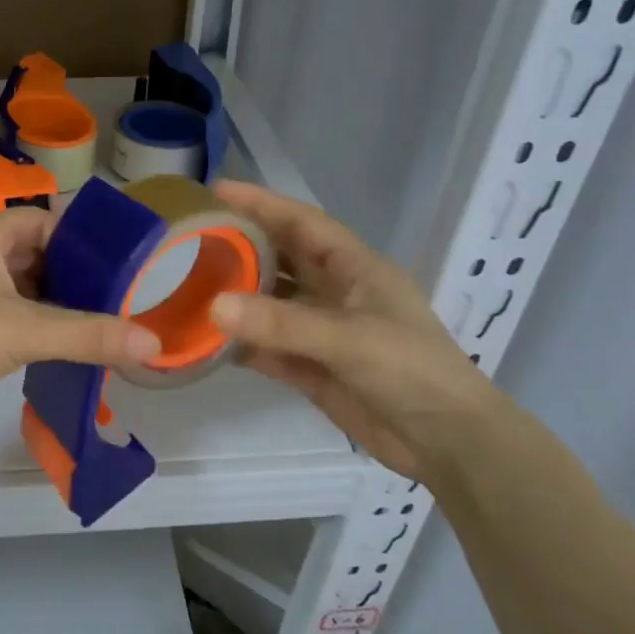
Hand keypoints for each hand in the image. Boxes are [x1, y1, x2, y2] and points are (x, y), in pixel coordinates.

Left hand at [0, 206, 161, 428]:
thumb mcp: (25, 331)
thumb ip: (88, 335)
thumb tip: (152, 343)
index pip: (44, 220)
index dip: (80, 239)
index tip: (116, 265)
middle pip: (34, 253)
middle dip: (71, 275)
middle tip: (113, 299)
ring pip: (18, 285)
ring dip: (50, 302)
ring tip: (93, 323)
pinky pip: (2, 310)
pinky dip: (28, 322)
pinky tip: (52, 345)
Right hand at [208, 180, 504, 484]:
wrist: (449, 444)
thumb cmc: (412, 372)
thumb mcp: (351, 339)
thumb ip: (283, 324)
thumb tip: (214, 305)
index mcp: (355, 268)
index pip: (301, 223)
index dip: (261, 203)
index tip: (216, 190)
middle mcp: (335, 292)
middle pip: (280, 258)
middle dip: (240, 245)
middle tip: (190, 237)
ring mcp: (322, 331)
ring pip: (269, 303)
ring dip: (235, 296)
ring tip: (186, 284)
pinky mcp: (311, 368)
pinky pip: (267, 346)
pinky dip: (240, 342)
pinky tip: (205, 338)